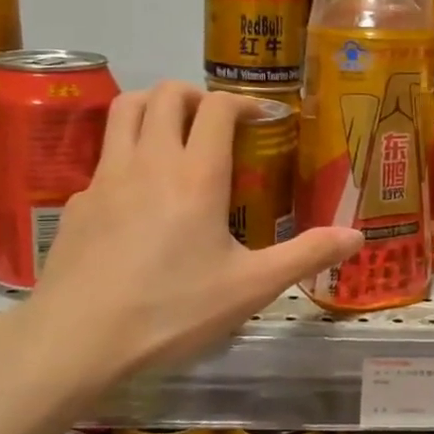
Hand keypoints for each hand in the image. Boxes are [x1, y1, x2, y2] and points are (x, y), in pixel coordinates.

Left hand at [15, 84, 359, 394]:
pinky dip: (127, 153)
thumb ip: (305, 256)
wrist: (75, 340)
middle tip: (217, 122)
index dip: (243, 101)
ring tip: (175, 135)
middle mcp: (149, 161)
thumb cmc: (171, 310)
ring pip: (125, 109)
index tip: (262, 117)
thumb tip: (357, 236)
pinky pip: (105, 155)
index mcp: (196, 175)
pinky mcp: (79, 201)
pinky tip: (139, 196)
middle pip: (166, 93)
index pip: (217, 107)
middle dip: (196, 95)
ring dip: (154, 107)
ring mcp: (106, 177)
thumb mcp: (250, 288)